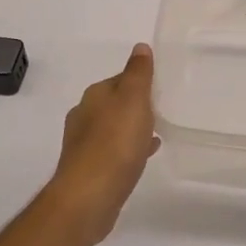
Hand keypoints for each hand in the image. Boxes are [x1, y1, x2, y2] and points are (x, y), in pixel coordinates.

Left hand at [45, 44, 160, 245]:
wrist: (88, 197)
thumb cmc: (114, 143)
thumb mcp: (133, 100)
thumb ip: (138, 73)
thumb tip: (140, 47)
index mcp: (94, 95)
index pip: (120, 79)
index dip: (140, 81)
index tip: (160, 88)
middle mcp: (84, 116)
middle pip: (115, 104)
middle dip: (135, 106)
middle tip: (161, 111)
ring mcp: (83, 145)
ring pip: (114, 128)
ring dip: (132, 128)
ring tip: (157, 134)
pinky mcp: (89, 170)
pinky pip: (113, 152)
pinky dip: (128, 149)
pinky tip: (143, 156)